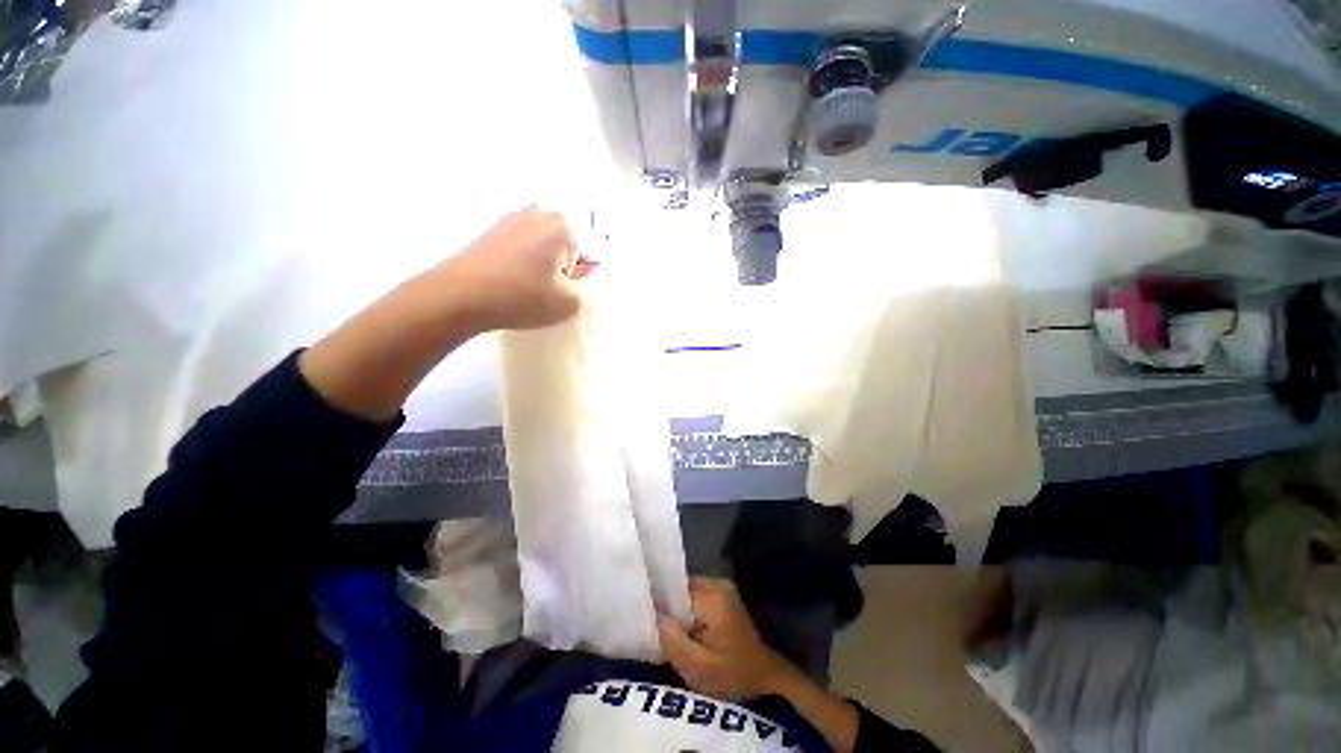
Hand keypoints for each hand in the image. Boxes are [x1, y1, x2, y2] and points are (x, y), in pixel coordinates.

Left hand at [437, 206, 593, 331]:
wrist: (459, 296)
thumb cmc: (522, 296)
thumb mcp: (570, 302)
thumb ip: (587, 290)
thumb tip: (576, 279)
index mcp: (564, 224)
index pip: (592, 252)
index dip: (583, 276)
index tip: (568, 290)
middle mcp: (540, 211)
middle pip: (568, 245)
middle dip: (566, 267)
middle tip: (551, 289)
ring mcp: (513, 217)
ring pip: (546, 246)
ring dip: (546, 265)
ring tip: (530, 286)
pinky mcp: (494, 229)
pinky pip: (524, 246)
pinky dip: (526, 262)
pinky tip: (514, 280)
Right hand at [658, 579, 795, 701]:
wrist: (765, 675)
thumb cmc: (733, 674)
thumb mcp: (698, 668)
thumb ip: (673, 641)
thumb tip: (655, 616)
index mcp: (712, 596)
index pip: (674, 590)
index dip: (661, 606)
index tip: (651, 623)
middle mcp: (717, 583)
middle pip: (680, 589)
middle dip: (670, 609)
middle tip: (662, 634)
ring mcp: (722, 587)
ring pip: (687, 593)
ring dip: (679, 612)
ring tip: (674, 634)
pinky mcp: (723, 594)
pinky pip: (696, 597)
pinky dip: (689, 612)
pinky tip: (687, 631)